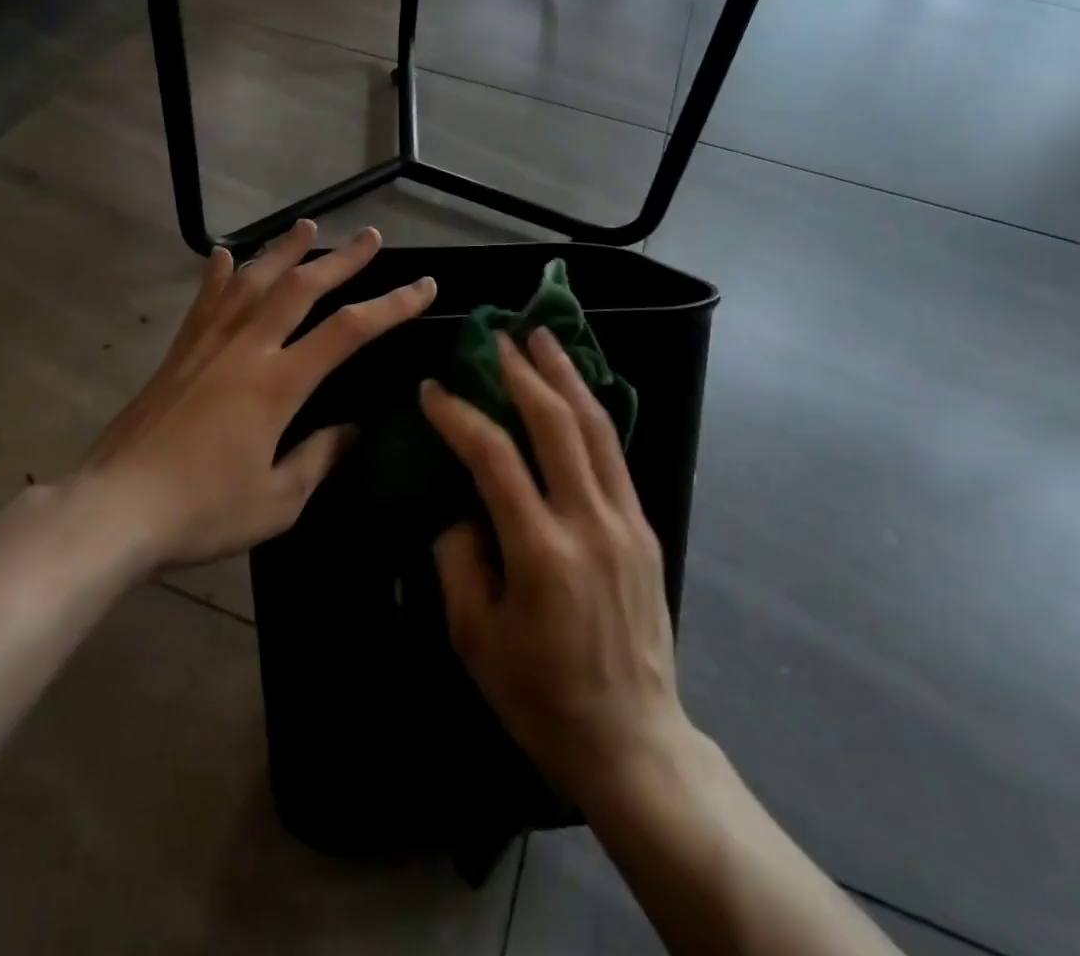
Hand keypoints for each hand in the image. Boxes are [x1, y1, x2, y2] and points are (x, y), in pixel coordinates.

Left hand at [81, 220, 434, 571]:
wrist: (114, 508)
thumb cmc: (201, 510)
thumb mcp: (276, 501)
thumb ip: (318, 459)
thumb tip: (352, 432)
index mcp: (277, 384)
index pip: (347, 331)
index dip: (391, 305)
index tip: (423, 286)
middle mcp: (245, 348)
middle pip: (300, 288)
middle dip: (342, 260)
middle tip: (370, 236)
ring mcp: (207, 344)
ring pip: (253, 281)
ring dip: (284, 250)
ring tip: (308, 226)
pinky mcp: (178, 352)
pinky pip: (205, 301)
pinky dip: (220, 275)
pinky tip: (227, 255)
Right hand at [424, 328, 688, 809]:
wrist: (633, 741)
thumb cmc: (541, 696)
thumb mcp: (475, 638)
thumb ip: (458, 559)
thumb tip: (460, 505)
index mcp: (541, 553)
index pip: (495, 458)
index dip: (460, 416)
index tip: (432, 390)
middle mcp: (590, 524)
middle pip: (557, 425)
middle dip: (524, 373)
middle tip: (498, 338)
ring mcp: (626, 523)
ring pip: (597, 429)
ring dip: (567, 377)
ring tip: (545, 338)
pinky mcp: (646, 529)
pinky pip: (615, 455)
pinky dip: (592, 413)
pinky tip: (576, 393)